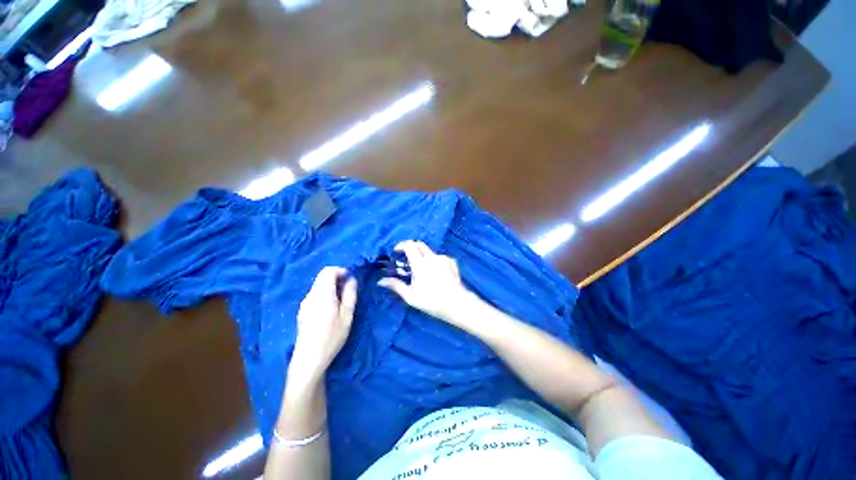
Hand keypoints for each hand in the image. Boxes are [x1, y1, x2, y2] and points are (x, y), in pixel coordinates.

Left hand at [291, 267, 356, 379]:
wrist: (309, 359)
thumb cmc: (332, 336)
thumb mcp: (347, 315)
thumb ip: (350, 294)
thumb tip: (351, 279)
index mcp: (322, 294)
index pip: (327, 271)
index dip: (340, 270)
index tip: (350, 279)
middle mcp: (311, 295)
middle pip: (322, 277)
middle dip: (336, 278)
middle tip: (348, 290)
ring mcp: (304, 304)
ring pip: (318, 286)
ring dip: (330, 287)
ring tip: (341, 301)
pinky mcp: (302, 311)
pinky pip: (314, 295)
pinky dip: (324, 295)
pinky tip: (330, 310)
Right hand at [378, 240, 476, 324]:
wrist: (457, 303)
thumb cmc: (432, 301)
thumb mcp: (411, 296)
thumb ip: (396, 286)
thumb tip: (381, 281)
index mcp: (420, 263)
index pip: (409, 245)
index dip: (401, 245)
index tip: (396, 252)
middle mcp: (432, 257)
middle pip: (419, 244)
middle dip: (411, 248)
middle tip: (406, 258)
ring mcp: (444, 259)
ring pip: (430, 252)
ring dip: (423, 256)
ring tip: (421, 270)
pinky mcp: (452, 262)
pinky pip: (439, 258)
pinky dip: (434, 261)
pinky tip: (435, 273)